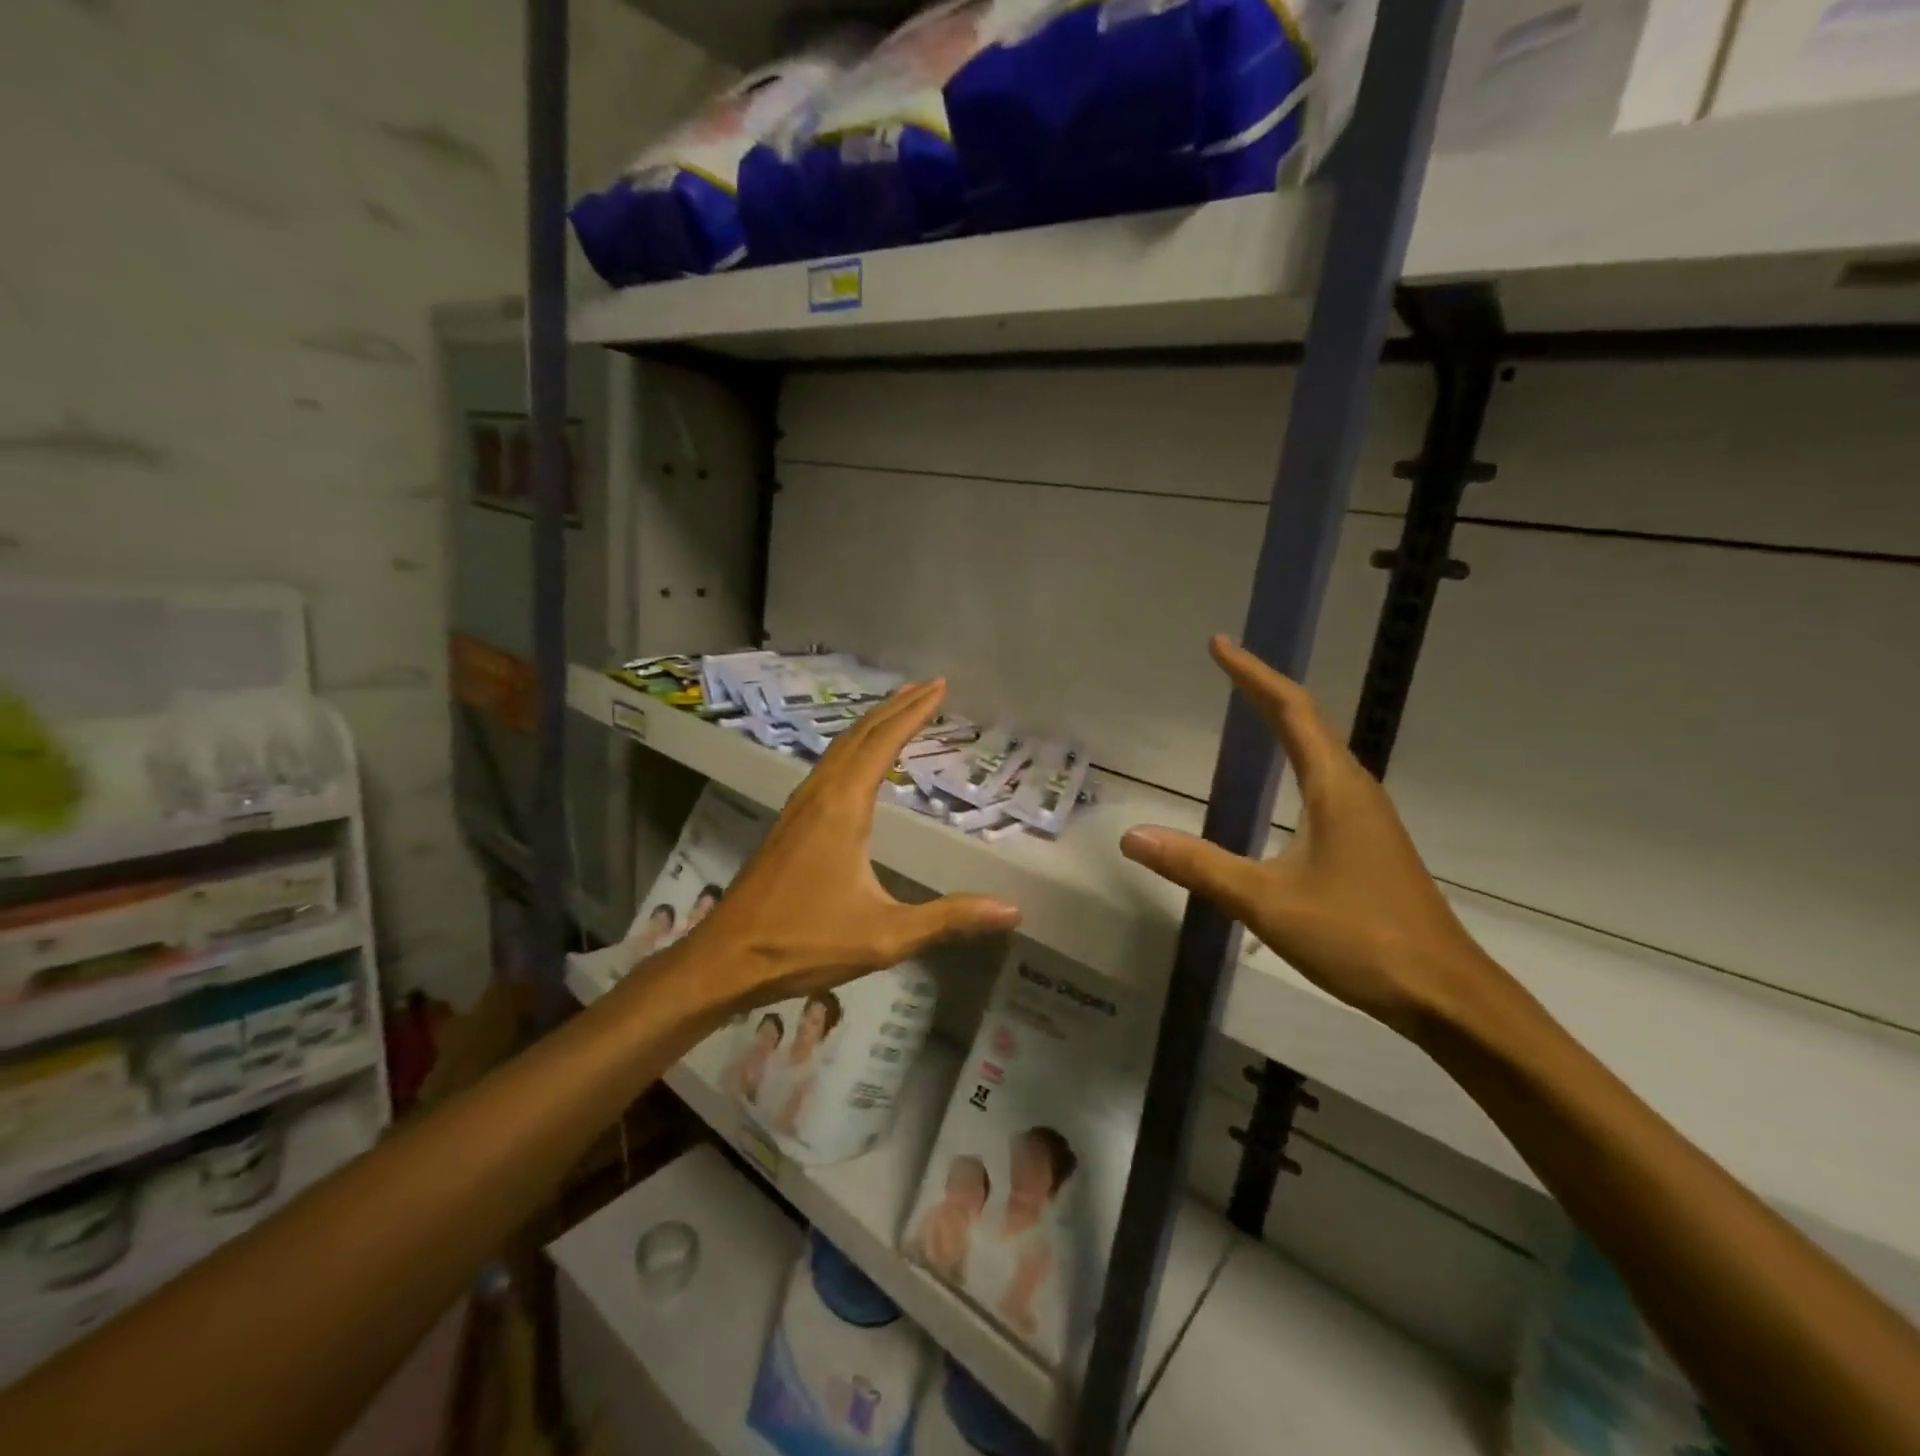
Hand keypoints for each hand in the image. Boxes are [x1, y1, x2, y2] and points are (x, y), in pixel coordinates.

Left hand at [689, 681, 1021, 1012]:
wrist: (725, 959)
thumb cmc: (804, 942)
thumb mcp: (885, 935)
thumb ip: (948, 919)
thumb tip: (1012, 910)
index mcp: (843, 806)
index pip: (884, 743)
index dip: (914, 712)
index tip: (940, 686)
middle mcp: (820, 794)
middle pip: (860, 735)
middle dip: (896, 707)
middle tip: (929, 686)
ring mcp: (799, 806)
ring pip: (839, 748)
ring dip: (872, 724)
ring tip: (899, 710)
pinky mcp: (789, 823)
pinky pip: (827, 767)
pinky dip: (852, 748)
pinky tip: (858, 762)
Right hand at [1119, 637, 1502, 1035]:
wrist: (1446, 995)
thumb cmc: (1359, 937)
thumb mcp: (1266, 901)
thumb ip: (1198, 865)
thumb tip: (1132, 836)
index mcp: (1335, 787)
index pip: (1290, 710)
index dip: (1253, 675)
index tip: (1220, 645)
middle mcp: (1355, 790)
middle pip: (1308, 722)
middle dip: (1265, 690)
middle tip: (1226, 669)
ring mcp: (1367, 818)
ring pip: (1321, 753)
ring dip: (1285, 724)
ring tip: (1250, 710)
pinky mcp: (1369, 845)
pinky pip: (1326, 782)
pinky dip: (1296, 761)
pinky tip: (1285, 784)